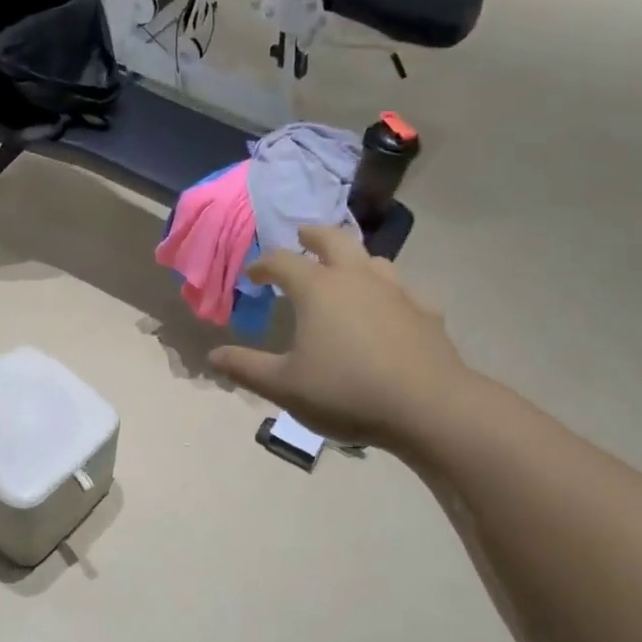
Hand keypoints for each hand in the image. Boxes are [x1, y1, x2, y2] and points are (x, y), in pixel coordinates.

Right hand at [210, 226, 477, 453]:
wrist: (428, 406)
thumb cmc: (346, 391)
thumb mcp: (285, 386)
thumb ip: (246, 367)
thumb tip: (213, 356)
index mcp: (318, 289)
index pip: (282, 261)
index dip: (263, 265)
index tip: (253, 276)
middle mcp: (356, 278)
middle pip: (333, 240)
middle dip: (313, 235)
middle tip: (302, 235)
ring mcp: (396, 291)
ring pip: (371, 260)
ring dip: (352, 258)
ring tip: (345, 270)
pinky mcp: (424, 311)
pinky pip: (403, 290)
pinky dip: (388, 292)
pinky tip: (390, 309)